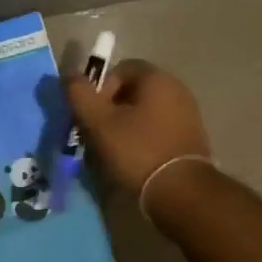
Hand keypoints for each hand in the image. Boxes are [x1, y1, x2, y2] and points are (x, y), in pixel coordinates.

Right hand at [64, 59, 211, 207]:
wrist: (181, 192)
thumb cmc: (137, 151)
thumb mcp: (99, 123)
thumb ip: (80, 95)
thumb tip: (70, 77)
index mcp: (157, 79)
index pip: (120, 69)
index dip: (100, 88)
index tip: (92, 115)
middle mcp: (177, 89)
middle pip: (133, 92)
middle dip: (111, 110)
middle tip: (97, 135)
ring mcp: (188, 114)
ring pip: (145, 113)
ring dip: (125, 127)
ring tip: (112, 152)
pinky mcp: (191, 138)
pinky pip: (159, 130)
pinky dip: (143, 140)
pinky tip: (134, 161)